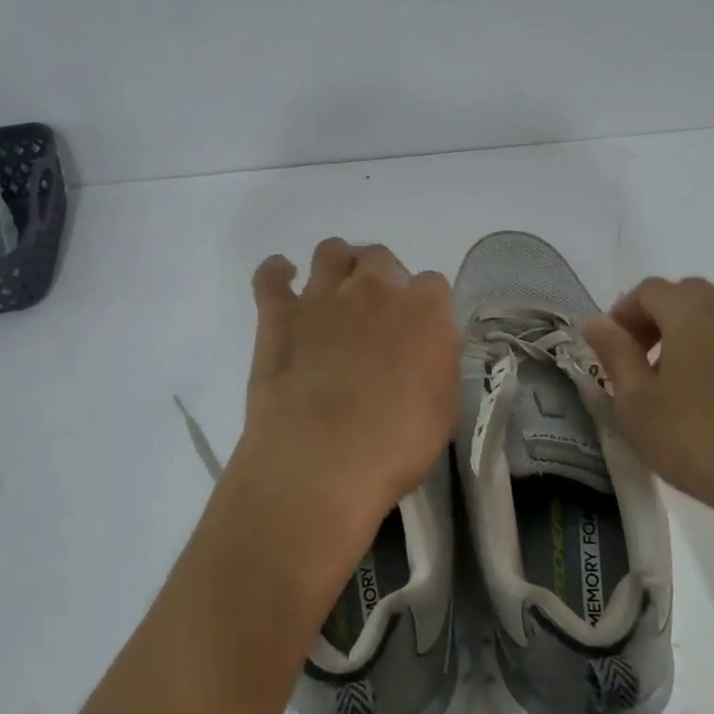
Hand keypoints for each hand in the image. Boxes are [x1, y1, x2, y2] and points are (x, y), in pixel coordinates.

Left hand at [218, 238, 459, 614]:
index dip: (425, 306)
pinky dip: (276, 274)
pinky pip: (270, 275)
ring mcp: (322, 296)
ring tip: (335, 292)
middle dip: (381, 278)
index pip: (432, 284)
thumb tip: (426, 349)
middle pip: (381, 258)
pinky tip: (282, 283)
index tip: (418, 330)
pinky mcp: (278, 314)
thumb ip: (437, 363)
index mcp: (423, 310)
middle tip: (376, 313)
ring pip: (331, 251)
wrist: (321, 462)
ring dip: (337, 265)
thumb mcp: (442, 409)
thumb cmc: (394, 446)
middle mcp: (374, 289)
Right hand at [584, 276, 713, 550]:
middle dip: (658, 318)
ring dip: (694, 334)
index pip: (648, 290)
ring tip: (681, 382)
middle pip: (688, 295)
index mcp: (691, 313)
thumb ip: (614, 354)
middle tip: (643, 360)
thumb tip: (595, 322)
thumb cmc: (698, 442)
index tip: (613, 349)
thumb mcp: (636, 404)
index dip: (623, 313)